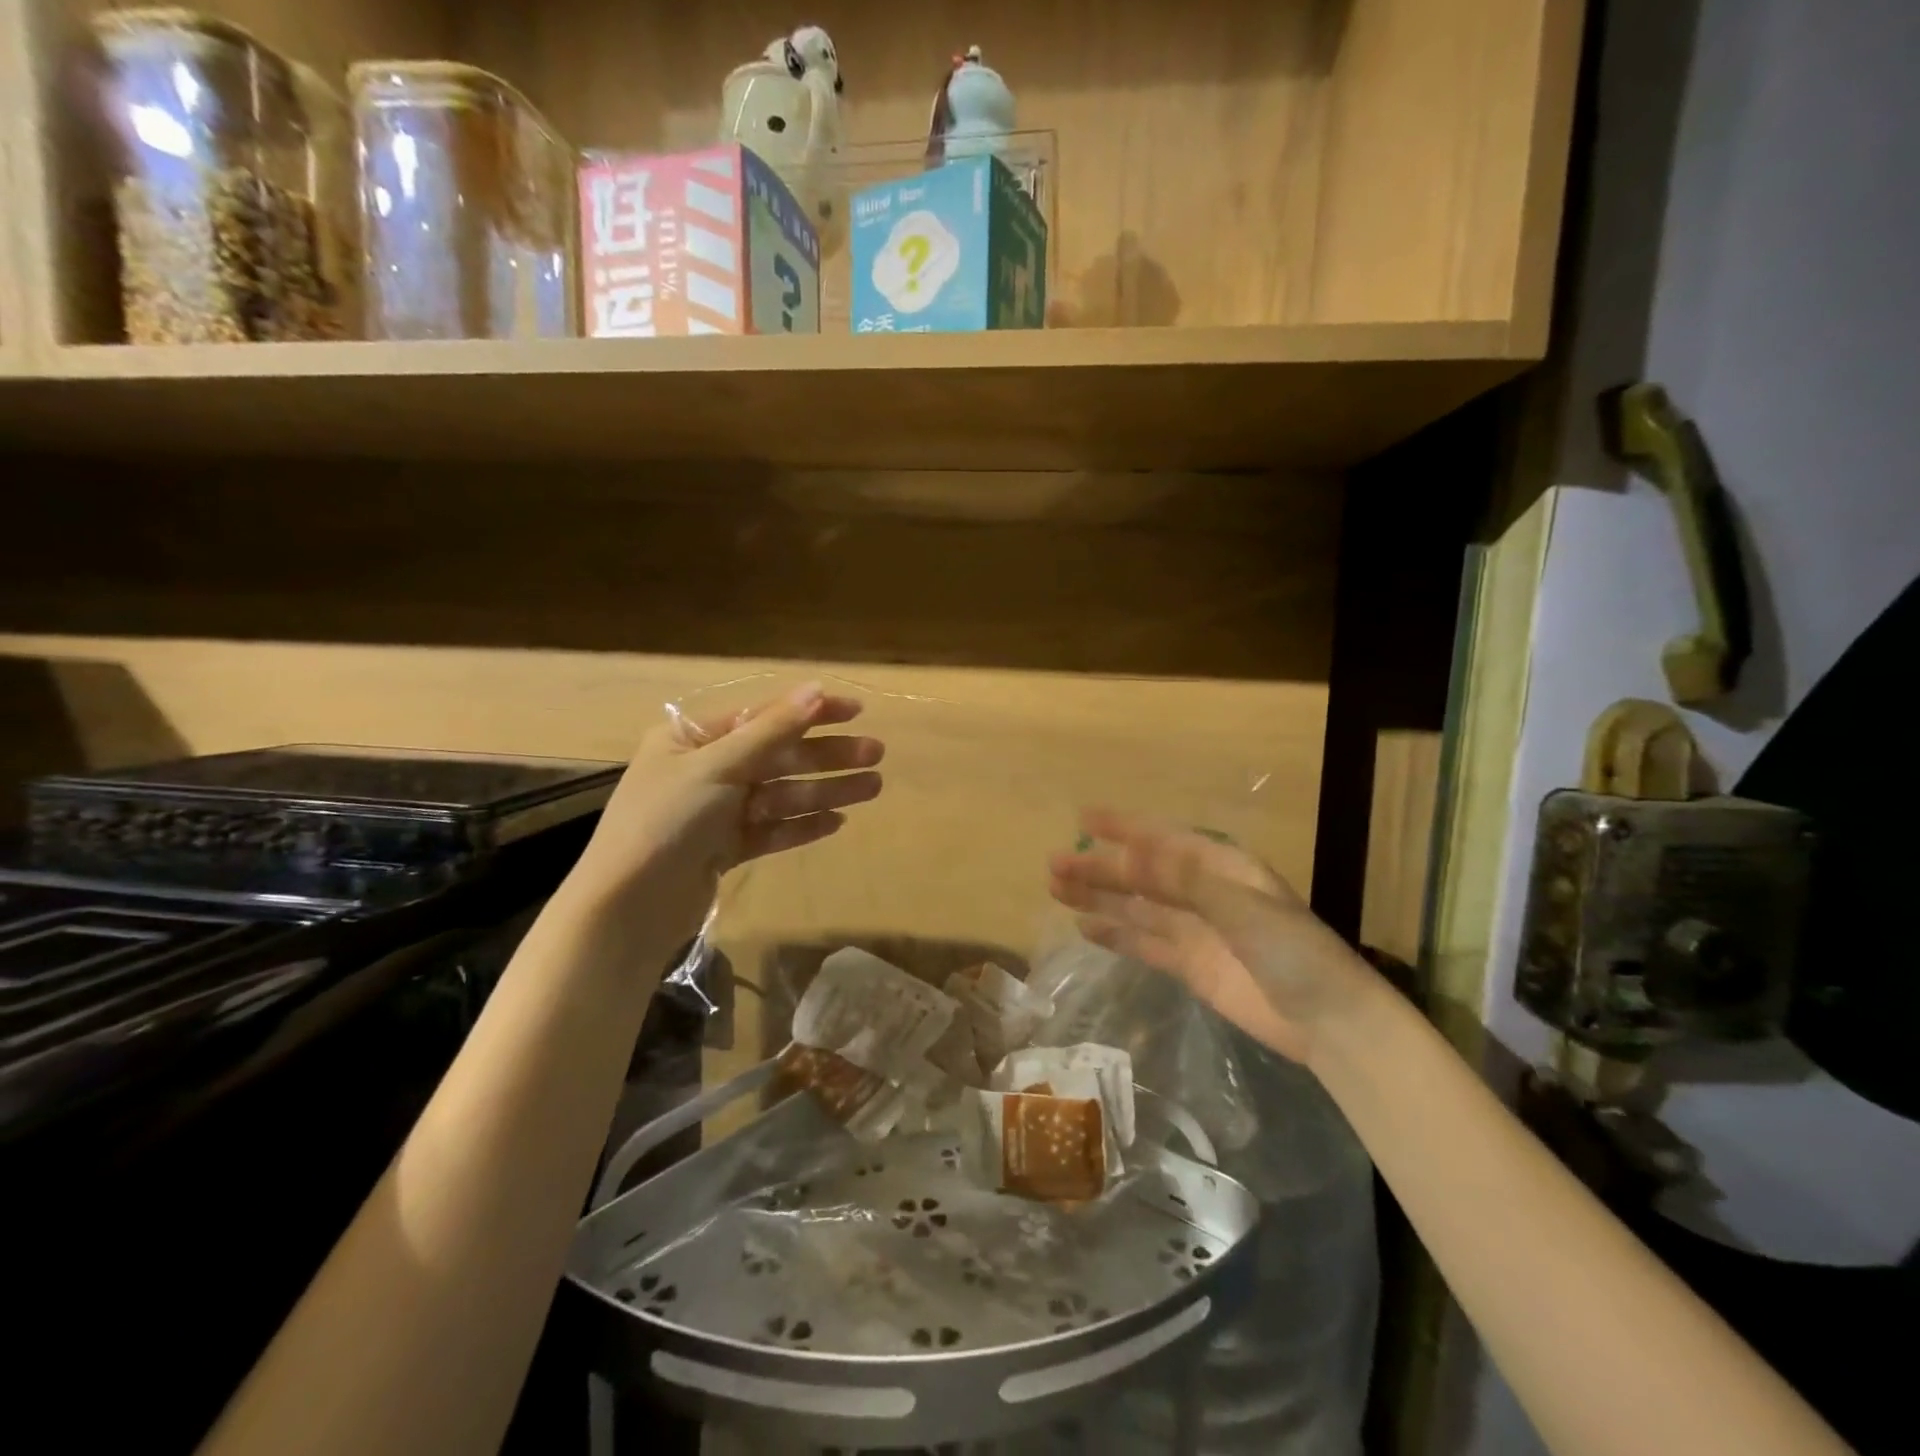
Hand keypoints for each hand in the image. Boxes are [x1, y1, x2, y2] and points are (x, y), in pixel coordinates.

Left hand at [569, 682, 883, 954]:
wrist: (629, 907)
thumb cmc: (667, 821)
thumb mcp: (719, 766)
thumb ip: (772, 730)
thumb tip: (816, 689)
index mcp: (692, 739)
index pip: (762, 716)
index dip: (810, 711)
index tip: (856, 711)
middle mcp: (704, 770)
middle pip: (777, 756)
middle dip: (827, 755)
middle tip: (876, 754)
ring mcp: (715, 812)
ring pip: (780, 794)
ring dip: (825, 790)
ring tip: (872, 788)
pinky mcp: (724, 849)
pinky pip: (771, 829)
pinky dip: (802, 825)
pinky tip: (837, 821)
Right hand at [1047, 809, 1372, 1065]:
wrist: (1328, 1022)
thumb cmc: (1292, 950)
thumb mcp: (1240, 905)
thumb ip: (1182, 880)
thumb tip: (1126, 857)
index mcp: (1221, 866)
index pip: (1164, 839)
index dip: (1125, 828)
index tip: (1084, 820)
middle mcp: (1203, 892)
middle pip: (1142, 874)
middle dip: (1100, 867)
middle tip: (1054, 864)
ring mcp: (1195, 930)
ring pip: (1137, 907)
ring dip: (1100, 896)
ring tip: (1057, 889)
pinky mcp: (1189, 966)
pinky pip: (1144, 943)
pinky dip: (1116, 935)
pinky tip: (1086, 927)